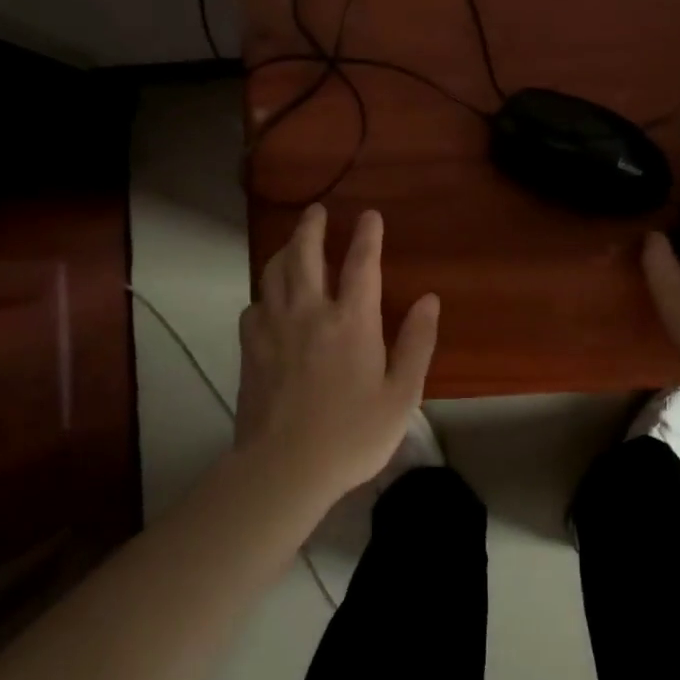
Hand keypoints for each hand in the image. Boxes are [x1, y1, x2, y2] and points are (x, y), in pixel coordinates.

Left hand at [235, 204, 440, 506]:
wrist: (284, 468)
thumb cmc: (353, 434)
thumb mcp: (402, 395)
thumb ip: (417, 343)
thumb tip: (430, 300)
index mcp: (352, 321)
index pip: (361, 264)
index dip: (367, 236)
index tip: (369, 215)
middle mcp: (309, 312)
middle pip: (306, 254)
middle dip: (312, 227)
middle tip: (317, 210)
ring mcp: (274, 328)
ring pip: (274, 273)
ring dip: (286, 250)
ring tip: (293, 242)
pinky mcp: (249, 348)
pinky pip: (254, 305)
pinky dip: (264, 292)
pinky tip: (268, 299)